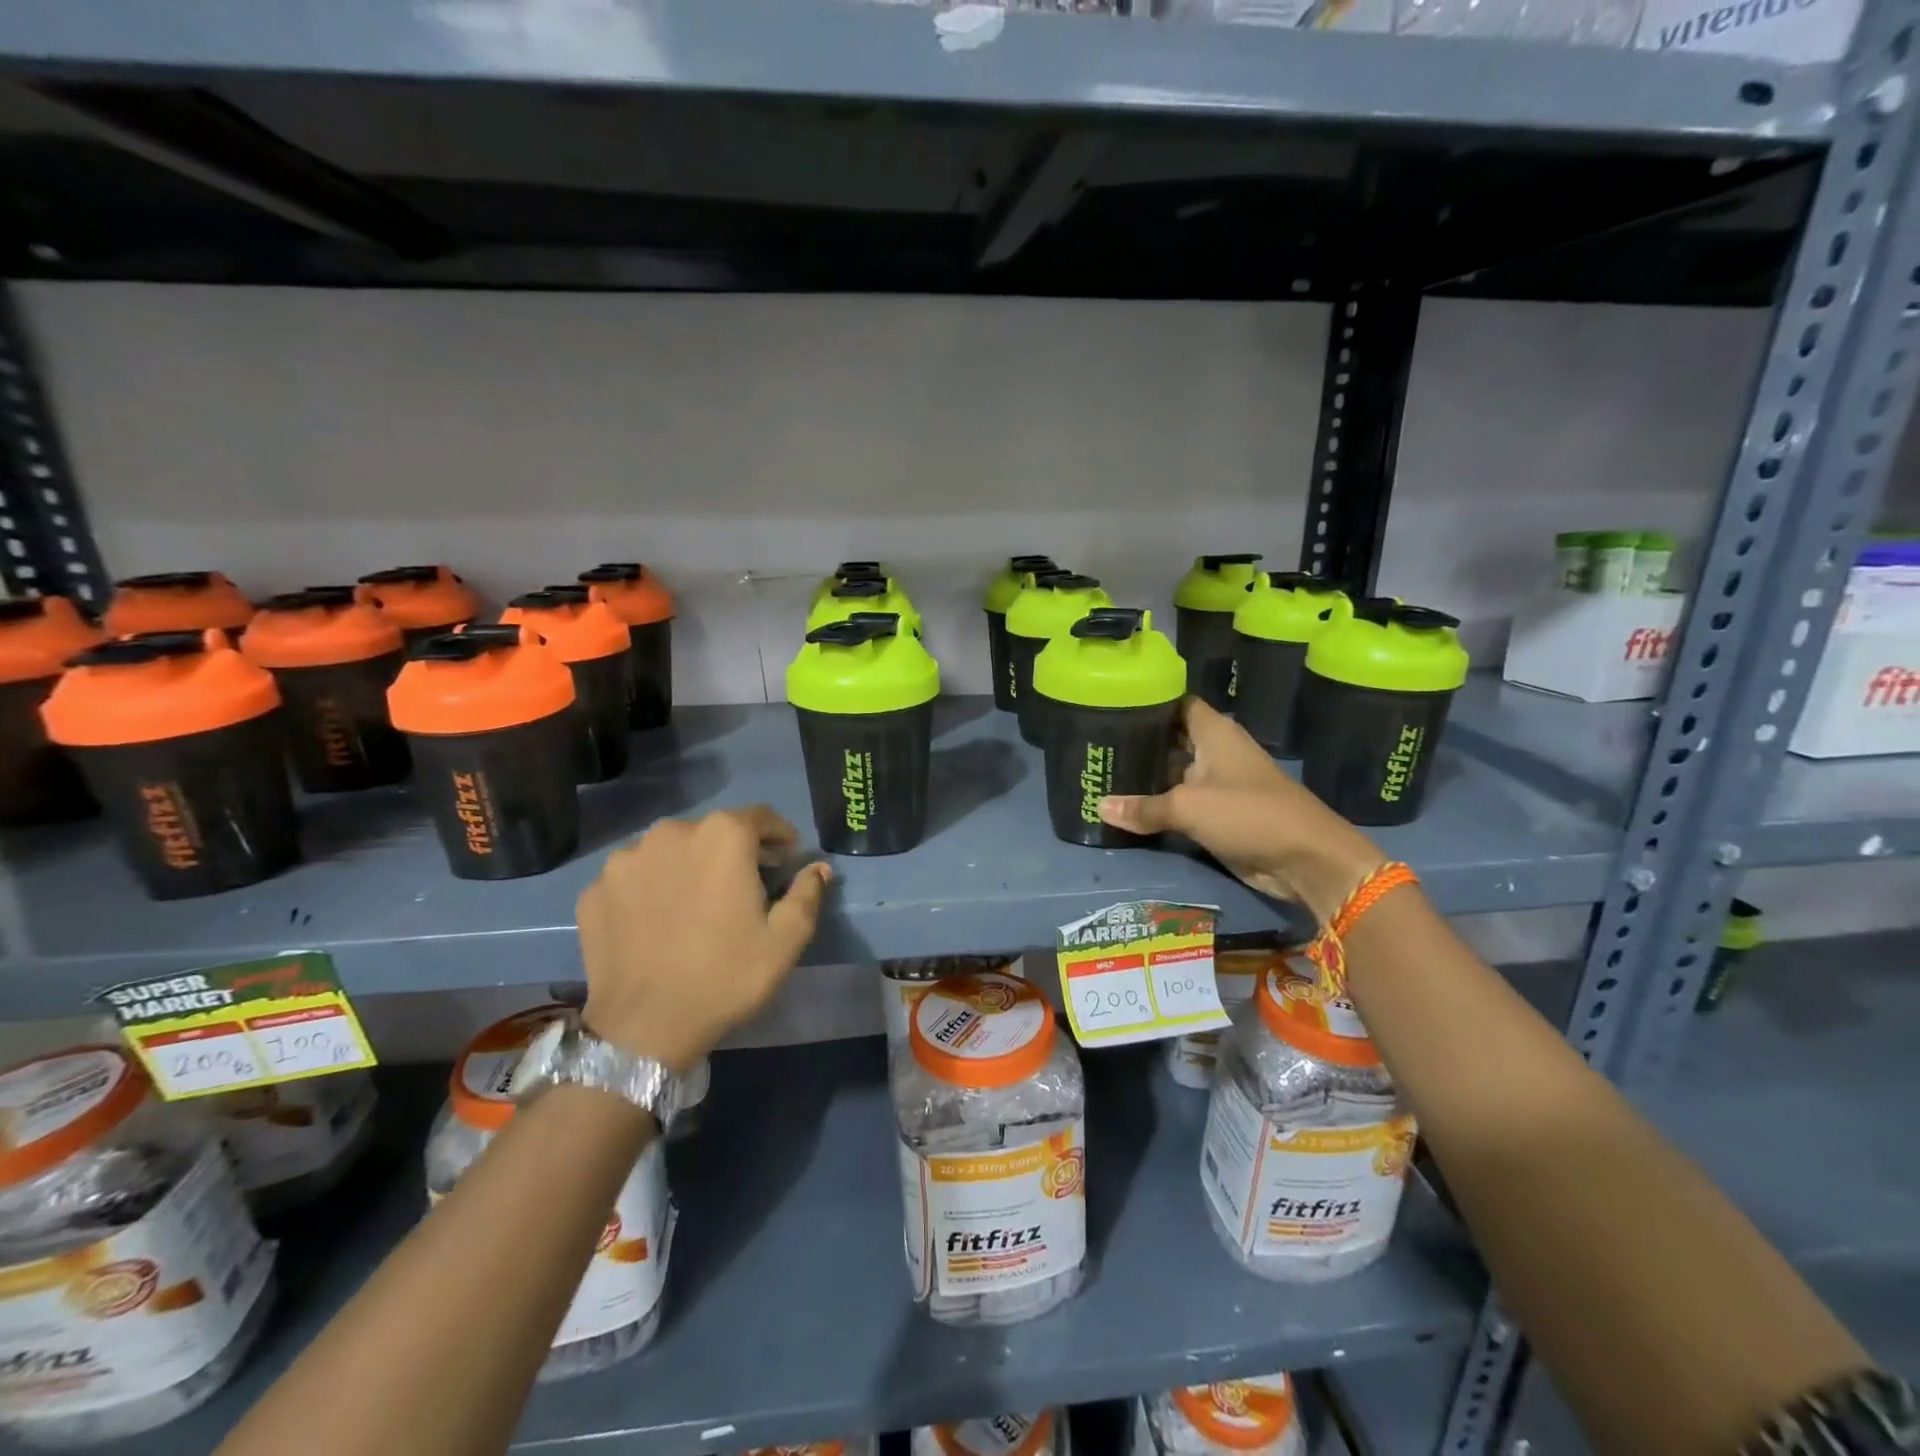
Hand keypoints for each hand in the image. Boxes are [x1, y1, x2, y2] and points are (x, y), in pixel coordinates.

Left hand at [576, 806, 832, 1071]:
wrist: (644, 1028)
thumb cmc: (726, 976)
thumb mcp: (786, 939)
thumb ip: (807, 892)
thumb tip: (818, 868)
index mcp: (722, 836)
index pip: (760, 817)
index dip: (779, 835)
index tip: (787, 859)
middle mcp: (670, 833)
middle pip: (712, 831)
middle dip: (734, 851)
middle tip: (746, 885)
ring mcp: (625, 860)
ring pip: (670, 851)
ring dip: (689, 866)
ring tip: (697, 903)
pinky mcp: (595, 890)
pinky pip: (635, 877)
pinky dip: (651, 888)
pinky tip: (659, 920)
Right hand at [1098, 698, 1383, 923]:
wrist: (1305, 859)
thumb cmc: (1248, 814)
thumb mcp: (1188, 807)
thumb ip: (1143, 807)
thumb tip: (1099, 806)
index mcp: (1214, 732)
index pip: (1176, 704)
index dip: (1147, 702)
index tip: (1111, 705)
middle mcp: (1215, 752)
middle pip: (1170, 739)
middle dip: (1138, 742)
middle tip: (1095, 745)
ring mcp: (1217, 784)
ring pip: (1173, 773)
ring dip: (1145, 778)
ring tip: (1101, 773)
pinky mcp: (1219, 814)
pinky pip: (1180, 804)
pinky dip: (1158, 806)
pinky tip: (1126, 808)